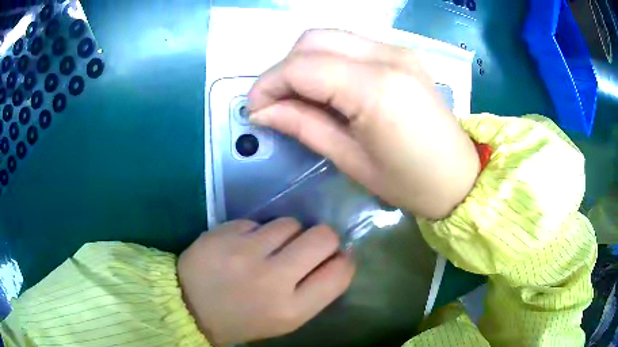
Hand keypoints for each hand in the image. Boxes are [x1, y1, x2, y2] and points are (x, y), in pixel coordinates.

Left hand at [178, 218, 354, 344]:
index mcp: (291, 309)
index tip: (336, 257)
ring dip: (287, 234)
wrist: (190, 306)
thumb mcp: (286, 319)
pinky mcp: (224, 232)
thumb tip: (339, 256)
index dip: (344, 260)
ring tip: (268, 248)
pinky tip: (243, 246)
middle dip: (324, 238)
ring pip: (290, 223)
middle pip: (322, 237)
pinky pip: (258, 221)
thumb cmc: (244, 318)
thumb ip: (316, 291)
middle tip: (308, 245)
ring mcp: (245, 252)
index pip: (340, 272)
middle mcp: (272, 279)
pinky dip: (256, 232)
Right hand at [248, 30, 478, 218]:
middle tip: (276, 102)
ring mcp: (398, 50)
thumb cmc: (409, 182)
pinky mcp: (403, 53)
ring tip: (299, 96)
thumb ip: (303, 125)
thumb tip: (262, 111)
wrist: (459, 176)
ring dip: (305, 61)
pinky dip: (328, 59)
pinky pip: (351, 44)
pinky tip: (329, 87)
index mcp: (375, 88)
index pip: (302, 67)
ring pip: (330, 37)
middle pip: (313, 40)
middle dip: (284, 68)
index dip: (268, 85)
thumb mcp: (350, 160)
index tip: (254, 109)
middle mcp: (387, 55)